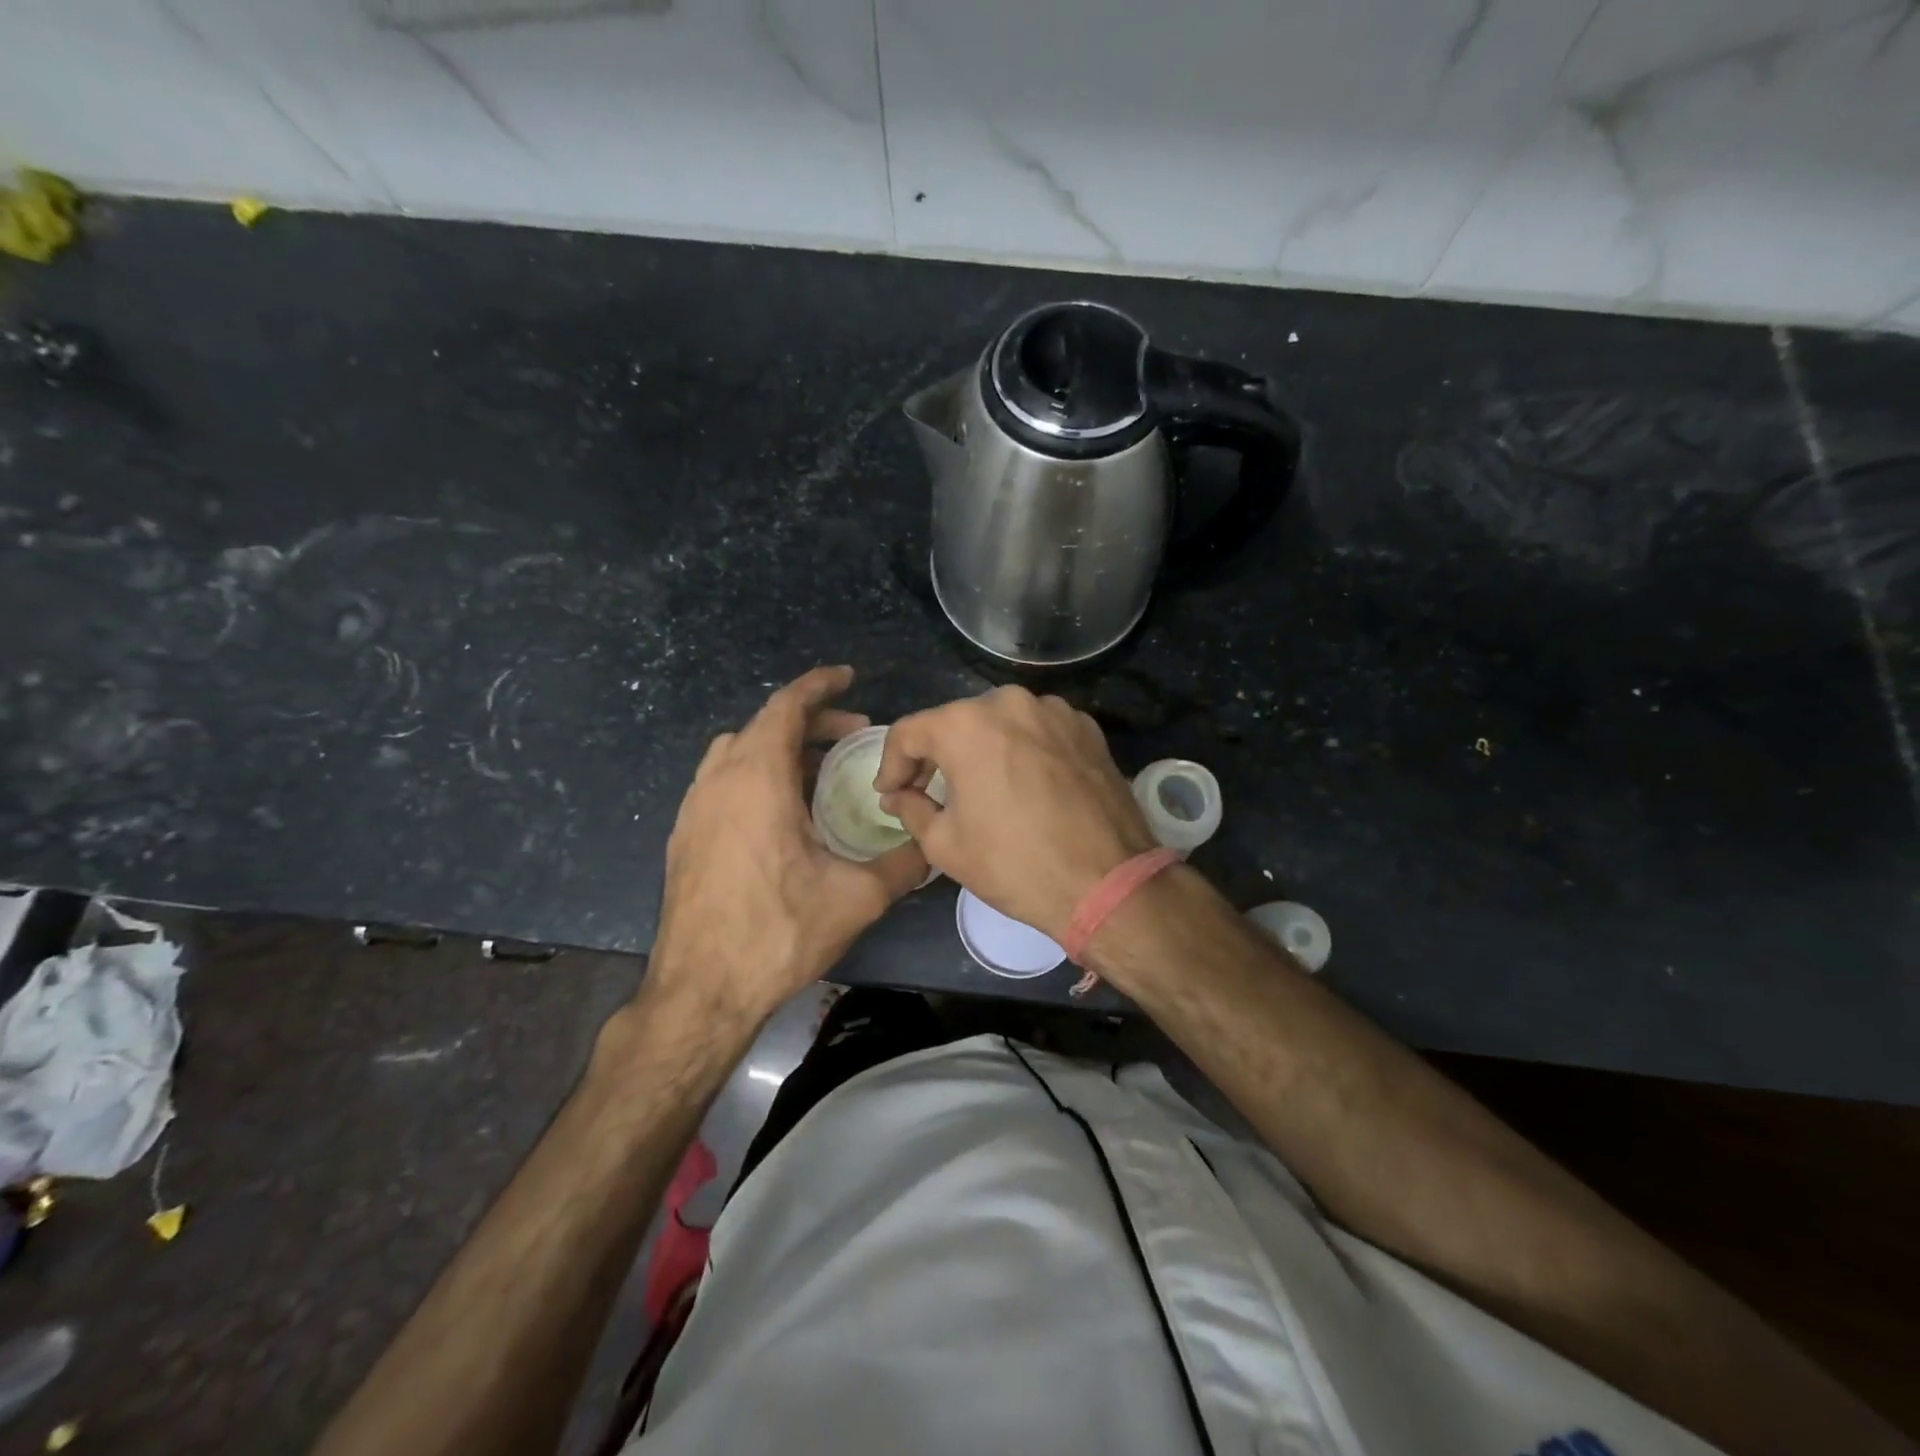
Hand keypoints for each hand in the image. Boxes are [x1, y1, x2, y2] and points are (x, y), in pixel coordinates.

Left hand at [648, 666, 927, 1023]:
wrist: (701, 991)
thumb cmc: (778, 933)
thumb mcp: (857, 898)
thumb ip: (903, 865)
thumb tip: (935, 847)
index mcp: (757, 780)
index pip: (785, 707)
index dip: (819, 685)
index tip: (849, 677)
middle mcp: (718, 782)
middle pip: (763, 725)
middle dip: (810, 721)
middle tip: (853, 737)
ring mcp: (694, 809)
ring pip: (737, 751)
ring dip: (779, 747)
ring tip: (818, 770)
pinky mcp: (684, 836)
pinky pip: (722, 781)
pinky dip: (755, 774)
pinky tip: (781, 813)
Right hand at [875, 686, 1156, 941]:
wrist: (1107, 883)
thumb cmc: (1014, 865)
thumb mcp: (944, 845)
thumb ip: (910, 808)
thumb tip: (898, 794)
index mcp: (966, 725)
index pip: (909, 732)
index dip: (891, 764)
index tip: (890, 792)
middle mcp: (1009, 702)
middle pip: (956, 723)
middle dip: (937, 756)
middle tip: (929, 791)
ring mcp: (1054, 711)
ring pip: (1000, 723)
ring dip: (983, 750)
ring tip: (982, 789)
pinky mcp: (1086, 728)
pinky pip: (1038, 731)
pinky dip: (1023, 750)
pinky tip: (1026, 785)